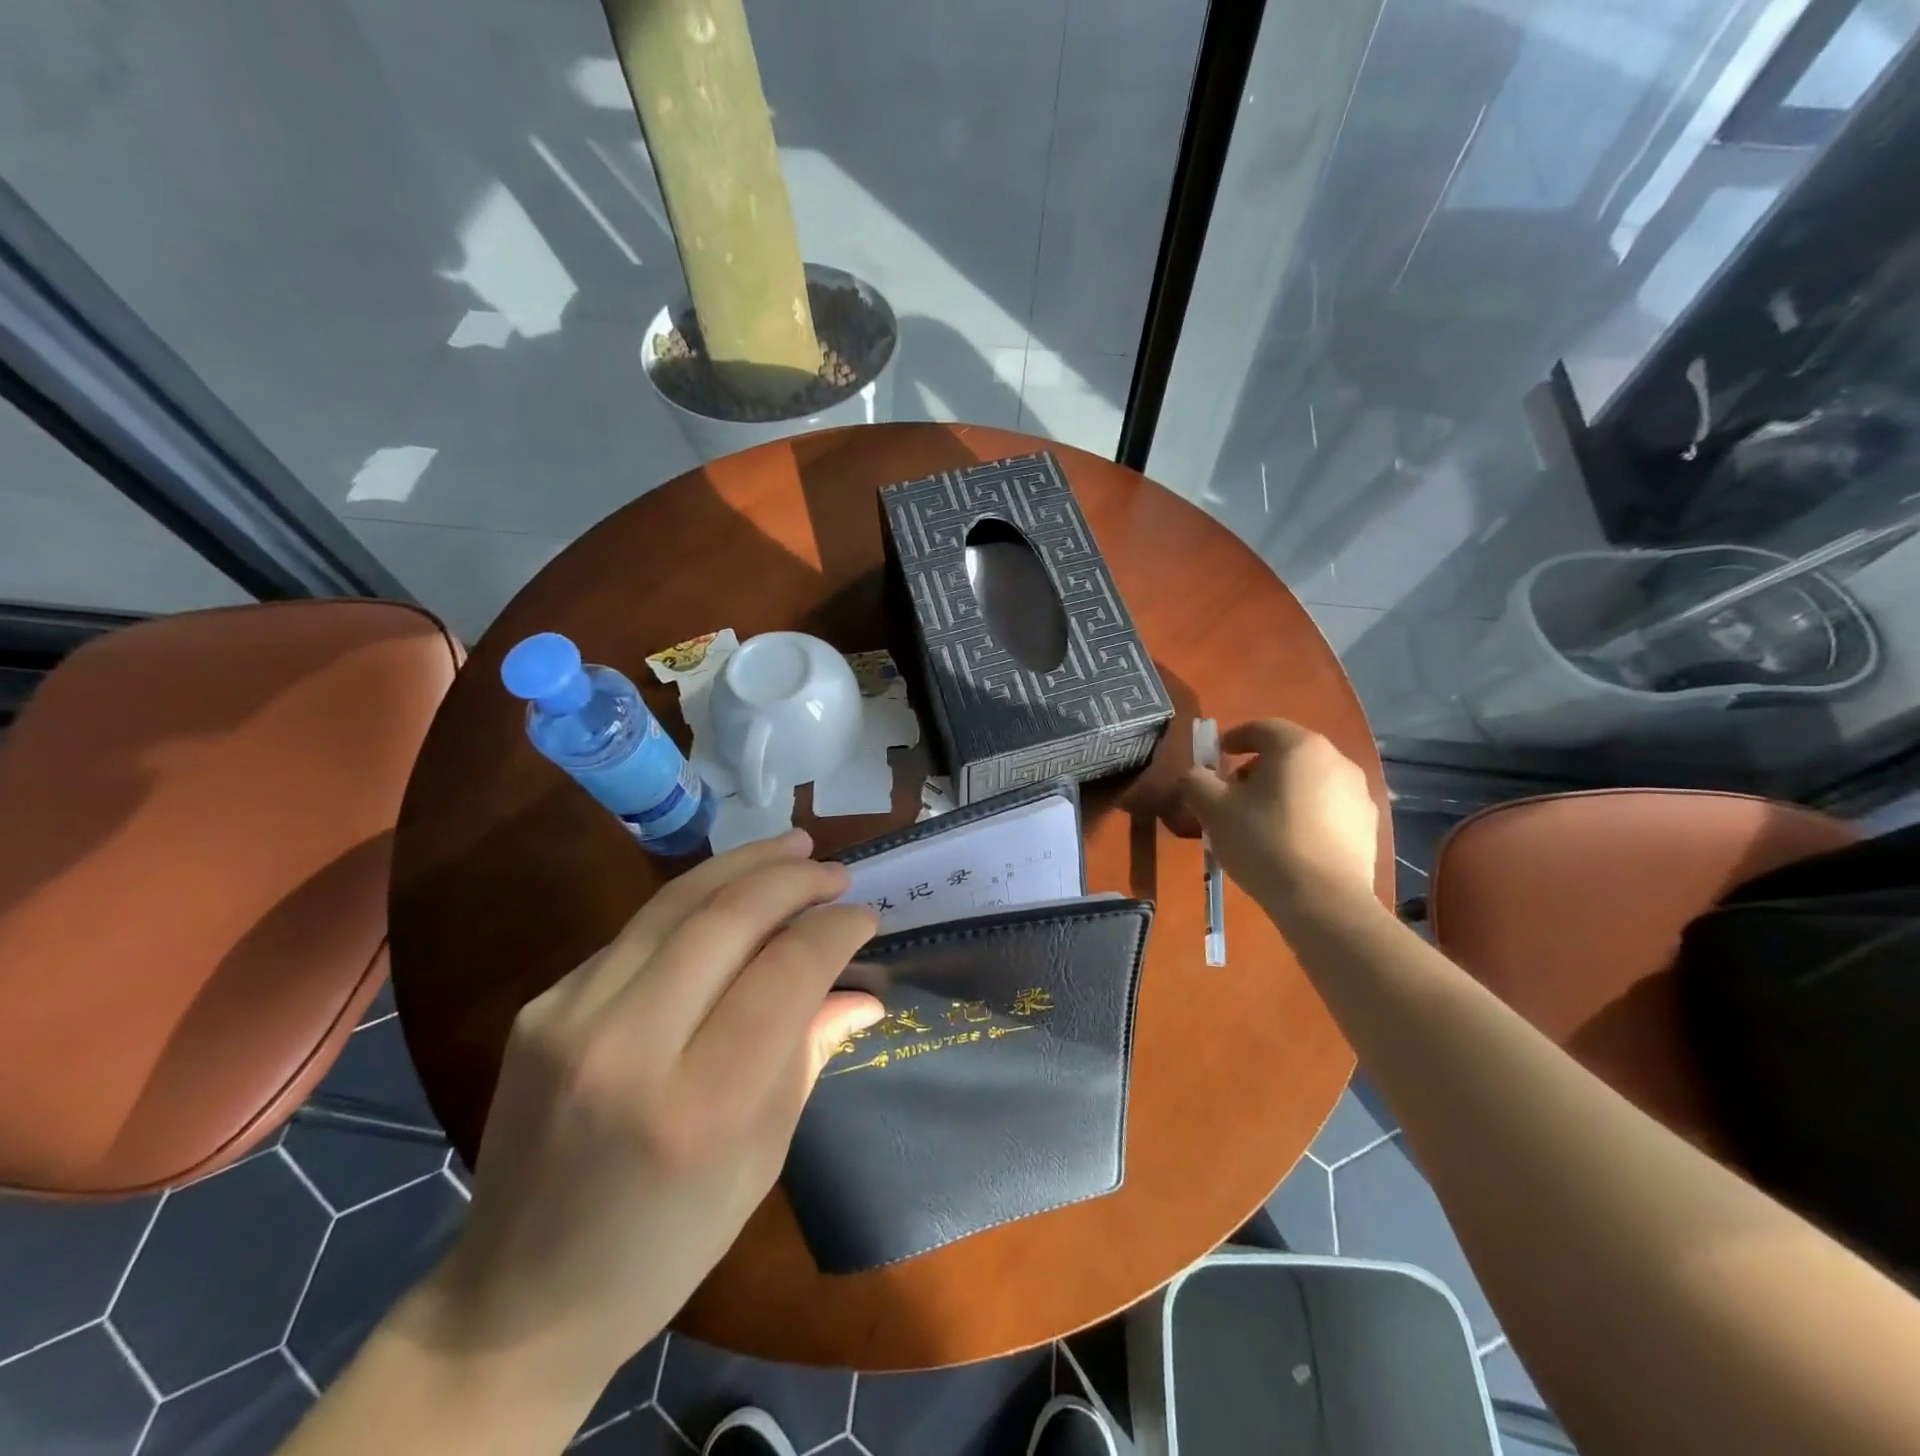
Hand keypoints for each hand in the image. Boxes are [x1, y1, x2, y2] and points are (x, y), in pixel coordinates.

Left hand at [419, 831, 881, 1386]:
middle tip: (836, 871)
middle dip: (793, 879)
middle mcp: (629, 1046)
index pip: (785, 973)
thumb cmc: (668, 1243)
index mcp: (699, 1105)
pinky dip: (695, 903)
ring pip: (674, 903)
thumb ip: (810, 1053)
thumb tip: (864, 990)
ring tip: (793, 847)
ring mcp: (571, 1017)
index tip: (865, 917)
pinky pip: (637, 932)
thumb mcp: (761, 1157)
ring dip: (743, 865)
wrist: (519, 1297)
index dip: (835, 931)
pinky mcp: (542, 1005)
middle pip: (727, 918)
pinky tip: (729, 897)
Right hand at [1181, 719, 1378, 911]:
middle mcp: (1336, 760)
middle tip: (1233, 793)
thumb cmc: (1263, 842)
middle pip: (1288, 754)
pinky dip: (1306, 815)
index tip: (1217, 757)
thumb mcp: (1213, 809)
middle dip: (1258, 768)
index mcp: (1299, 746)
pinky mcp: (1368, 827)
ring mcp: (1359, 794)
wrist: (1323, 901)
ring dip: (1284, 792)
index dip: (1235, 738)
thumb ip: (1196, 782)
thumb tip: (1194, 775)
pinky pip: (1329, 809)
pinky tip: (1290, 843)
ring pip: (1310, 781)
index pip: (1262, 728)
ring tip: (1261, 822)